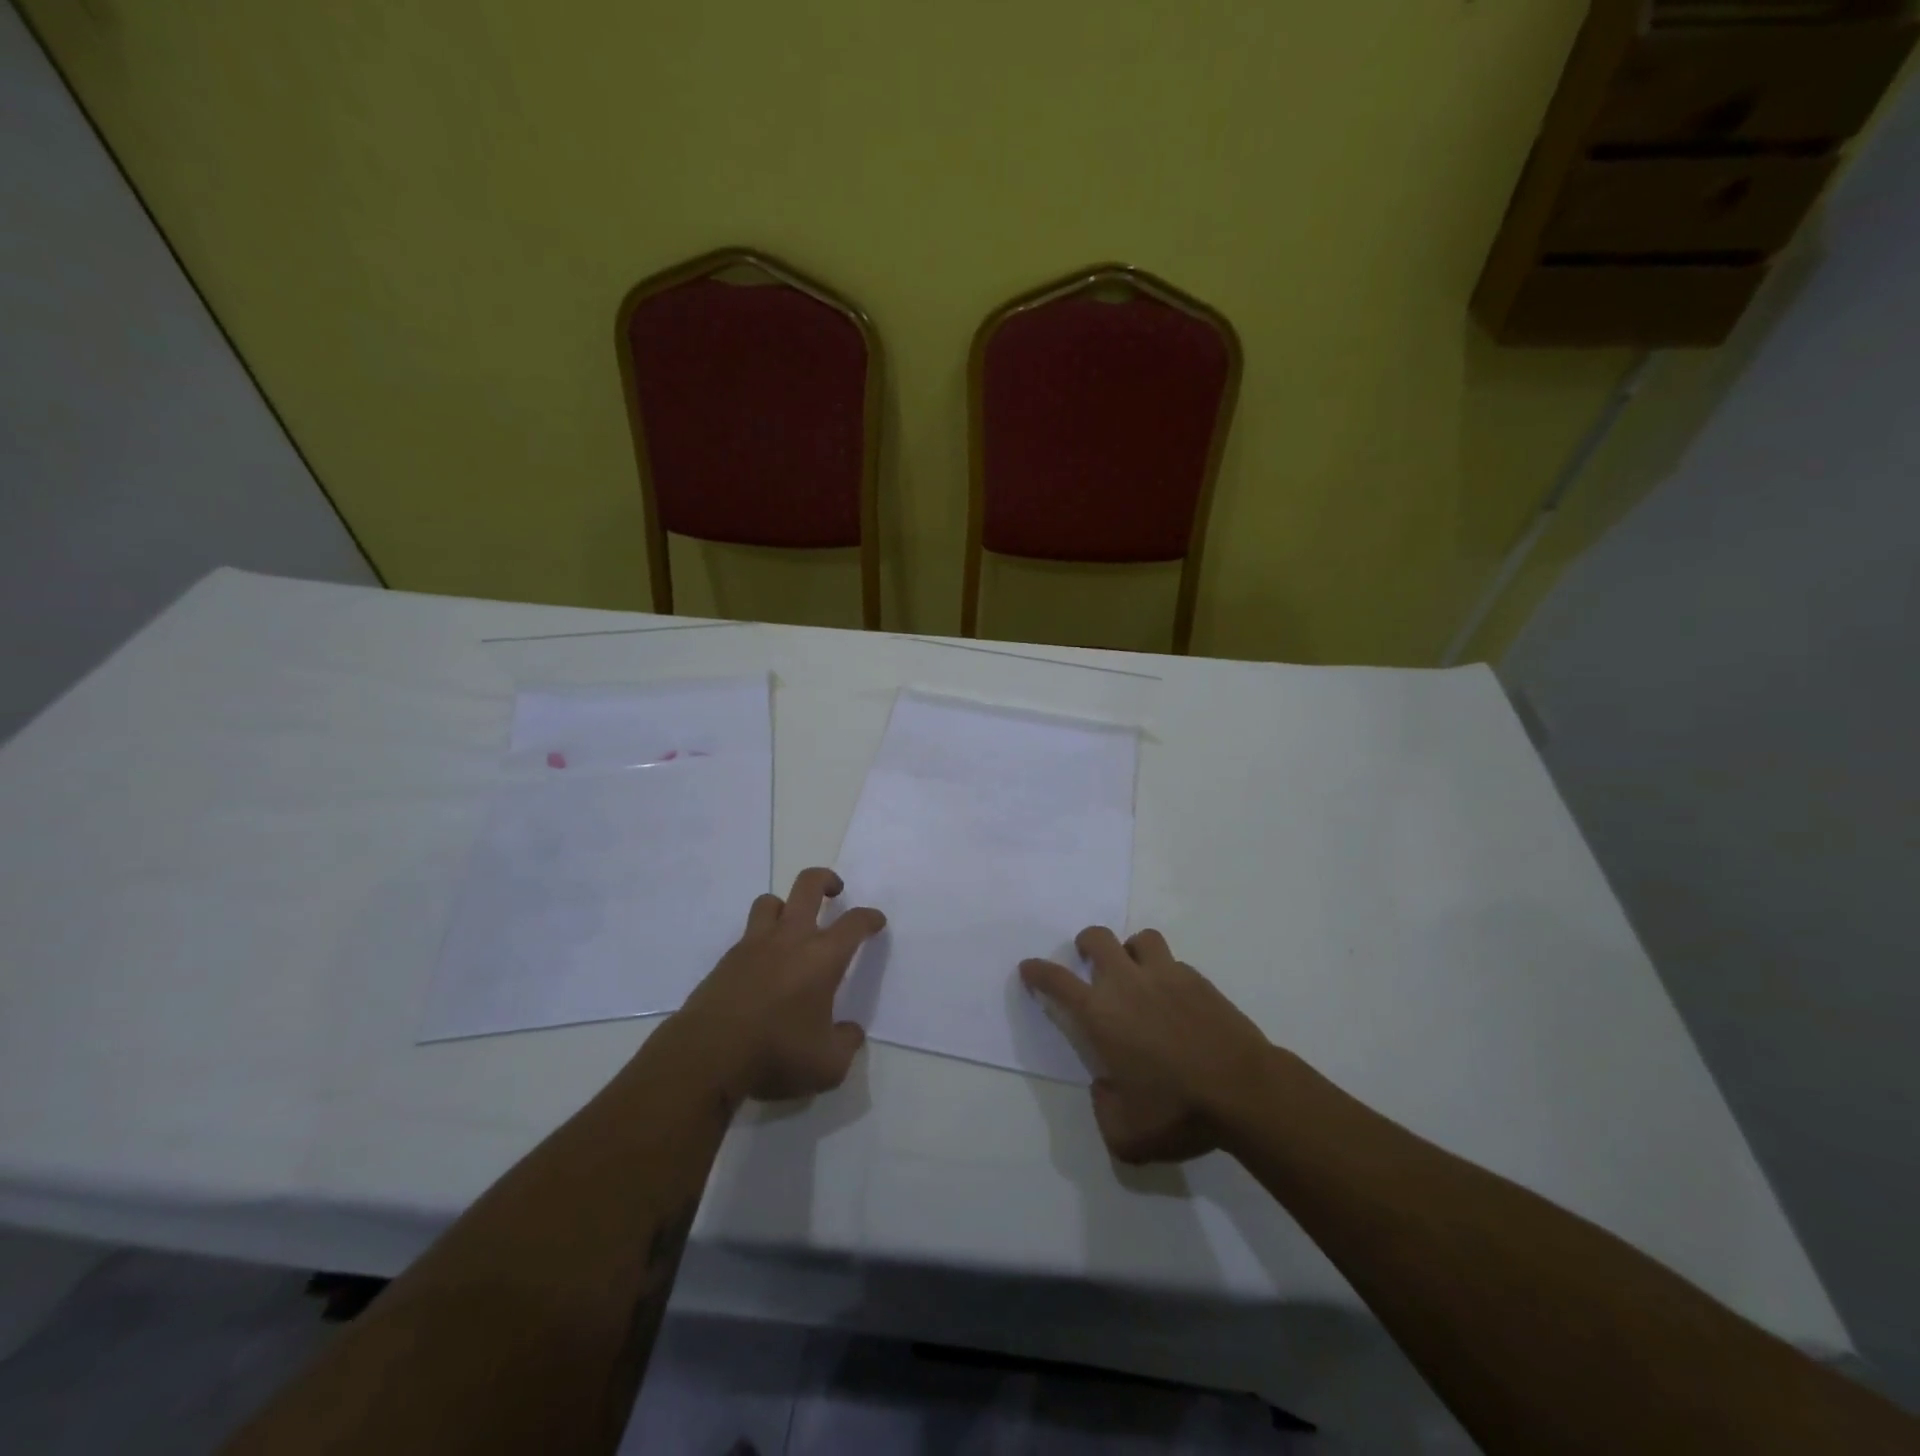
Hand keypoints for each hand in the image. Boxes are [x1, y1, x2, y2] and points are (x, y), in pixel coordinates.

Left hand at [673, 868, 885, 1105]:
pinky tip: (762, 968)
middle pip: (808, 885)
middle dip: (826, 880)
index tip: (876, 922)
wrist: (706, 1057)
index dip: (869, 918)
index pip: (854, 923)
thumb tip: (850, 1031)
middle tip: (835, 891)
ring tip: (792, 926)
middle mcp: (789, 939)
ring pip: (770, 902)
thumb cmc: (775, 1054)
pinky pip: (747, 935)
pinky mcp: (725, 961)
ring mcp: (753, 946)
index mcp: (822, 957)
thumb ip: (846, 1044)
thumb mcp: (828, 1065)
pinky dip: (759, 941)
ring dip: (785, 906)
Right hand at [1021, 927, 1272, 1164]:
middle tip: (1088, 961)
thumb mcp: (1126, 1134)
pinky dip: (1166, 973)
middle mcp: (1128, 983)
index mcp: (1101, 1014)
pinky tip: (1175, 1000)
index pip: (1056, 980)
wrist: (1244, 1091)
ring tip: (1136, 972)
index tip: (1029, 968)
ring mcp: (1166, 975)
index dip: (1037, 971)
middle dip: (1086, 944)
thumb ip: (1103, 1109)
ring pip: (1140, 939)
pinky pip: (1175, 963)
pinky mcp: (1199, 980)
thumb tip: (1104, 1087)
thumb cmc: (1178, 1111)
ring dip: (1130, 950)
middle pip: (1097, 938)